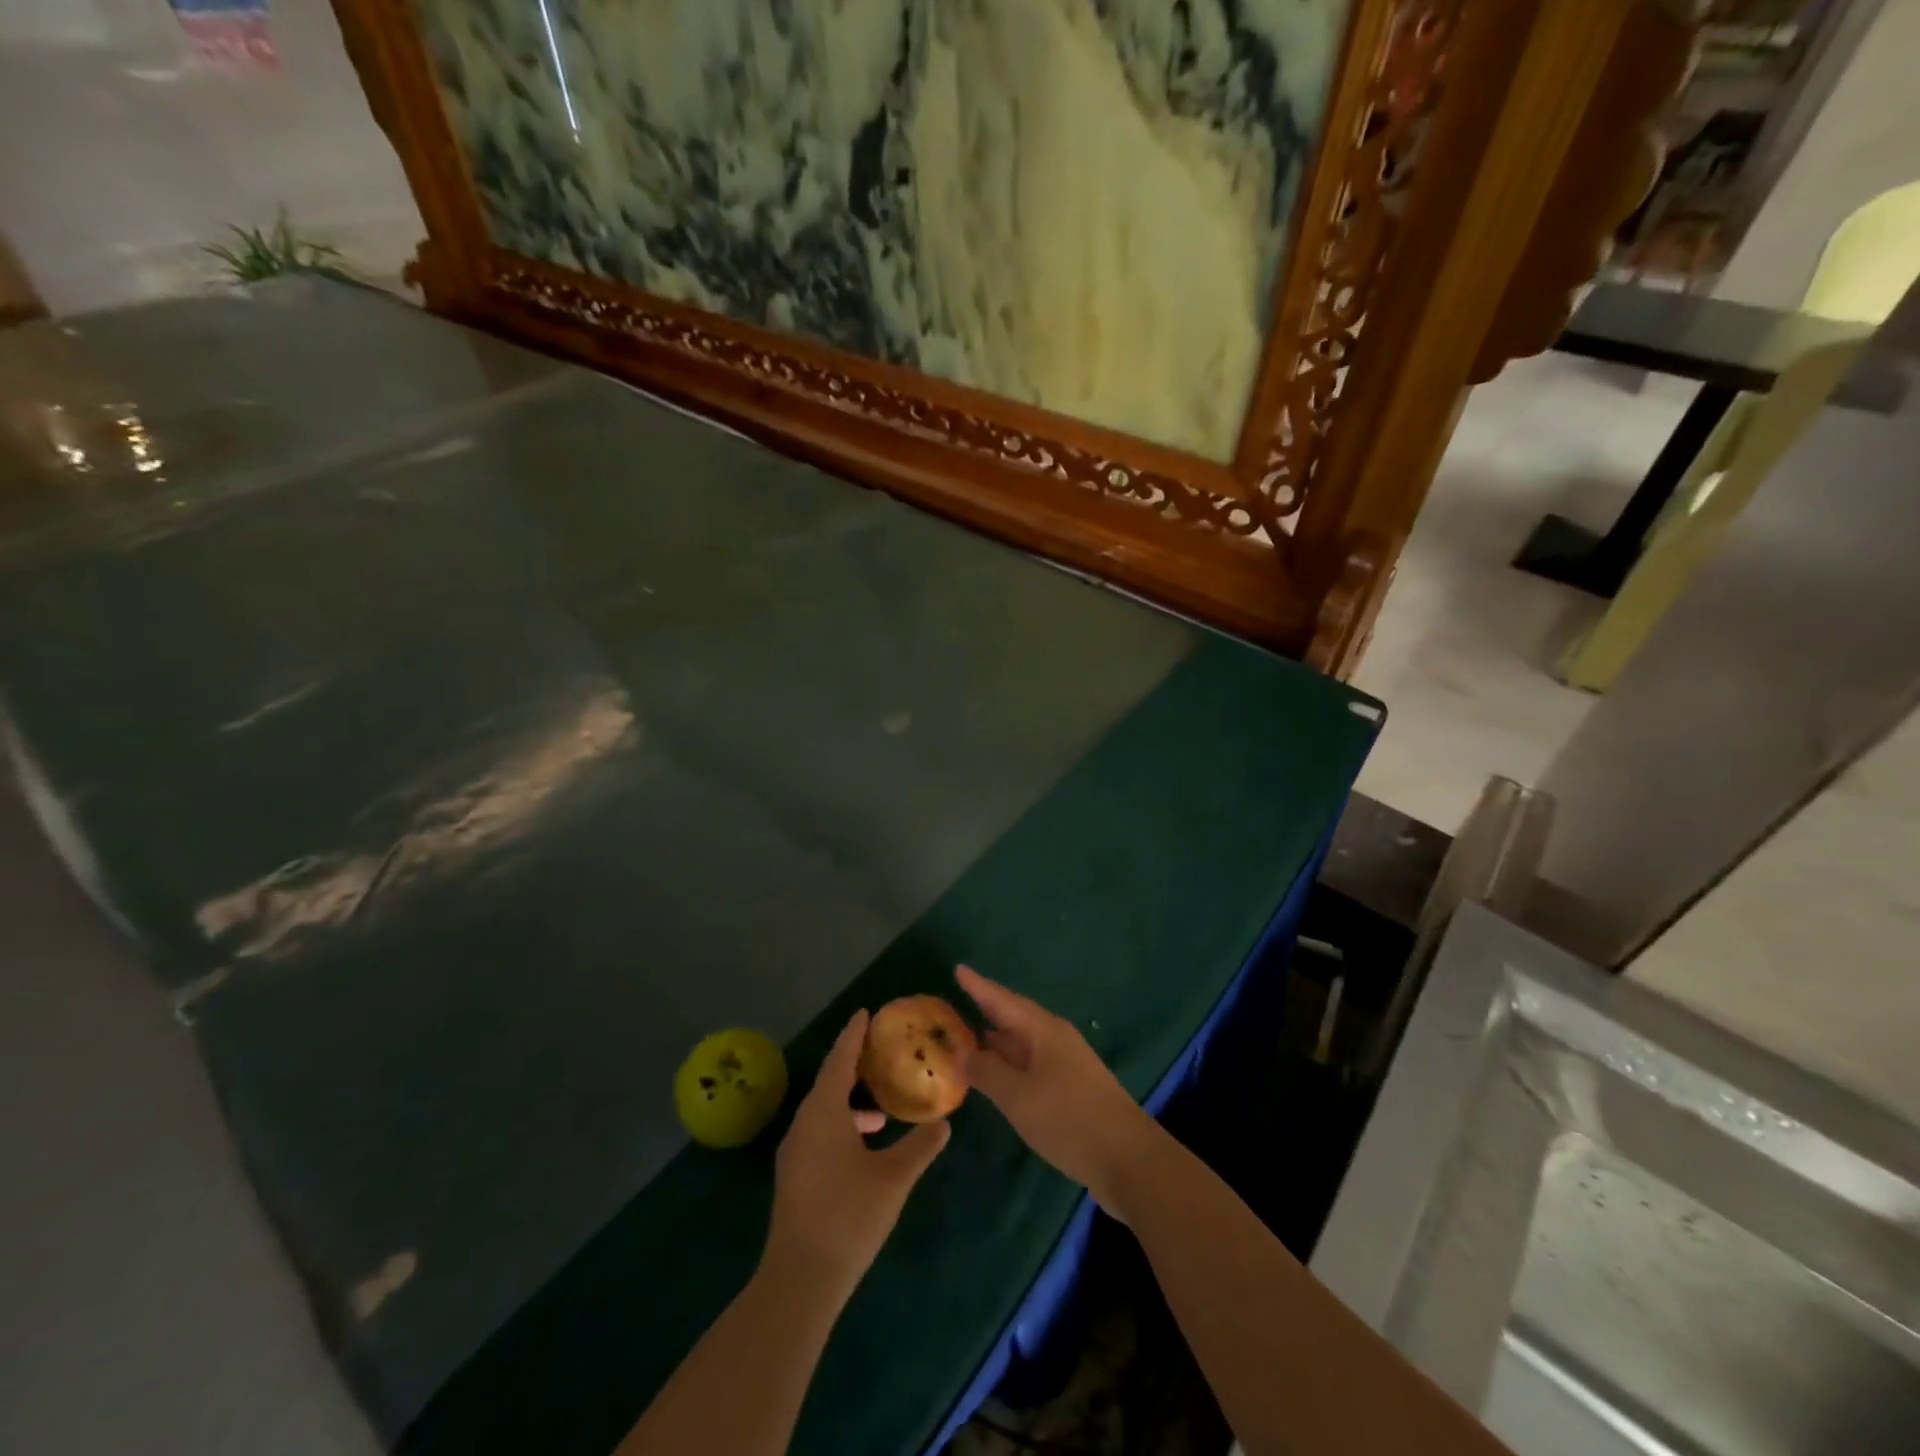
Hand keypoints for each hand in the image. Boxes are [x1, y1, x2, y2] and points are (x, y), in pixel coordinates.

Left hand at [764, 1010, 949, 1296]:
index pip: (840, 1059)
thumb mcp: (894, 1178)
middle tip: (881, 1051)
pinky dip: (843, 1123)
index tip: (866, 1012)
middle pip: (830, 1081)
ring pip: (824, 1109)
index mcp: (824, 1112)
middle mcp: (804, 1122)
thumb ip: (920, 1146)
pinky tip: (866, 1145)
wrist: (800, 1280)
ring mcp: (795, 1150)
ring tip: (882, 1108)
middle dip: (854, 1064)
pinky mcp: (795, 1174)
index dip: (854, 1035)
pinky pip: (820, 1130)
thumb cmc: (849, 1216)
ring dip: (851, 1101)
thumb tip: (945, 1123)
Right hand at [956, 965, 1156, 1209]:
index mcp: (1043, 1030)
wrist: (1128, 1159)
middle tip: (955, 1003)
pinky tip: (997, 1074)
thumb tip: (962, 1052)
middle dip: (986, 1010)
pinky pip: (1031, 1063)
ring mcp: (1066, 1063)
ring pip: (1023, 1042)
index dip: (979, 986)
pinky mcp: (1071, 1088)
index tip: (958, 969)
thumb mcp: (1019, 1097)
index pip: (1003, 1000)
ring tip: (967, 1037)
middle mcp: (1055, 1039)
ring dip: (996, 1039)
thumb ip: (987, 1072)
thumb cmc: (1070, 1119)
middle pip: (1014, 1017)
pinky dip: (1009, 1063)